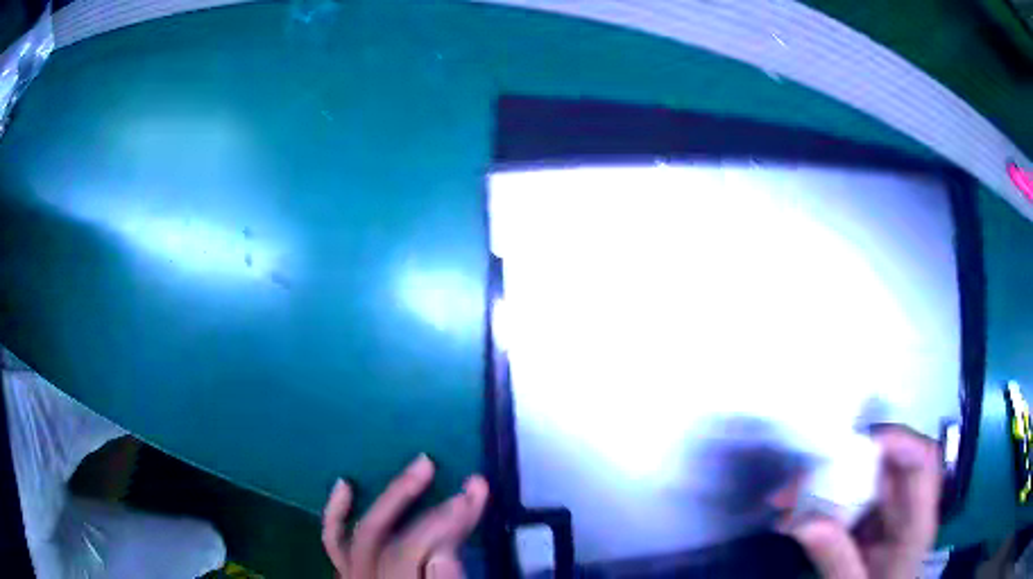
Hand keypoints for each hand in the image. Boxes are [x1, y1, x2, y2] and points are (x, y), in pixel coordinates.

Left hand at [322, 455, 488, 578]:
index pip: (413, 554)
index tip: (475, 494)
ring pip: (358, 536)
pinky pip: (334, 545)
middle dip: (422, 507)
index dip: (445, 523)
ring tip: (420, 468)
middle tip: (458, 479)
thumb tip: (442, 551)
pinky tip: (345, 487)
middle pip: (388, 542)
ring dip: (389, 500)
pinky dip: (336, 515)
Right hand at [790, 426, 941, 578]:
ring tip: (785, 501)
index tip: (849, 447)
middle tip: (796, 484)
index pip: (921, 460)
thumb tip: (801, 524)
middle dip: (843, 463)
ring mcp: (890, 516)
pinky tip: (794, 517)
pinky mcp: (873, 524)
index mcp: (917, 522)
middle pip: (887, 464)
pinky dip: (823, 503)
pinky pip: (852, 500)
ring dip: (826, 482)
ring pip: (866, 479)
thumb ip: (837, 559)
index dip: (894, 440)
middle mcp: (909, 509)